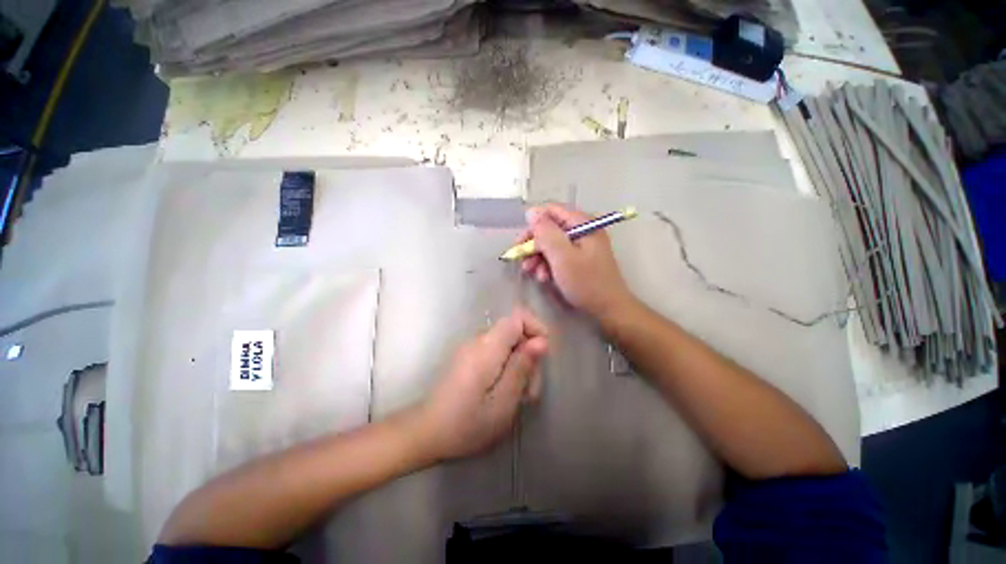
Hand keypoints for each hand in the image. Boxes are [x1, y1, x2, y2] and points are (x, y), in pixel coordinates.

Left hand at [418, 308, 548, 460]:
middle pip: (515, 332)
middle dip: (529, 355)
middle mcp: (478, 340)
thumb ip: (522, 368)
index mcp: (487, 347)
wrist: (426, 432)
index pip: (517, 316)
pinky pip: (496, 352)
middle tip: (530, 391)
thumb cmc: (466, 424)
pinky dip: (507, 368)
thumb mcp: (503, 402)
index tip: (543, 354)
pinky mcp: (469, 357)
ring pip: (508, 344)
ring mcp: (472, 347)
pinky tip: (505, 393)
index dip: (536, 328)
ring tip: (519, 397)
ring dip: (520, 365)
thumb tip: (541, 341)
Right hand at [518, 203, 633, 319]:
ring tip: (532, 273)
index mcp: (582, 223)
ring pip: (552, 244)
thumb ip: (546, 233)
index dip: (533, 224)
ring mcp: (582, 245)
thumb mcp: (562, 256)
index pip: (551, 211)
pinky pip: (559, 256)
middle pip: (550, 228)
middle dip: (534, 245)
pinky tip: (544, 278)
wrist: (608, 309)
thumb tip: (531, 212)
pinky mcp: (580, 259)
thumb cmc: (585, 282)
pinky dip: (548, 265)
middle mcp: (582, 230)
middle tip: (522, 260)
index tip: (520, 242)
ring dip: (539, 257)